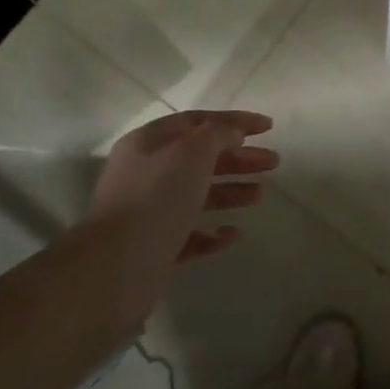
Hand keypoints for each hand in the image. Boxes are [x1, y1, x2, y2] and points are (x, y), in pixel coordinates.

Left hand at [84, 110, 278, 311]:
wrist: (116, 268)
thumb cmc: (157, 198)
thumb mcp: (192, 152)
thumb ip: (218, 134)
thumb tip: (233, 131)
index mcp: (149, 144)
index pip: (196, 121)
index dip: (234, 121)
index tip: (268, 127)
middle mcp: (146, 173)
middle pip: (200, 158)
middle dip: (238, 158)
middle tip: (273, 162)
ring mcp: (149, 212)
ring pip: (197, 195)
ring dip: (231, 191)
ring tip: (259, 196)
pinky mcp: (155, 248)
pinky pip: (190, 234)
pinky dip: (213, 233)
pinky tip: (233, 234)